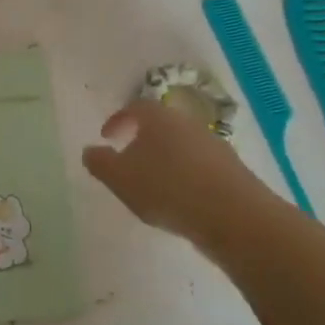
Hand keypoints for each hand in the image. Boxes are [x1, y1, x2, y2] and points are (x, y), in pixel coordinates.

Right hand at [82, 99, 273, 248]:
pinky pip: (199, 166)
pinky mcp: (231, 170)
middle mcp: (187, 124)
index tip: (106, 137)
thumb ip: (100, 163)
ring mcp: (214, 146)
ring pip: (181, 146)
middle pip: (160, 125)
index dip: (118, 120)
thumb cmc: (167, 189)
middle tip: (127, 159)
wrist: (234, 216)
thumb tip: (90, 150)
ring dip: (164, 159)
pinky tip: (178, 200)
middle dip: (141, 140)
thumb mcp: (120, 178)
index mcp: (159, 118)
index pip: (134, 108)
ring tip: (151, 185)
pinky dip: (184, 176)